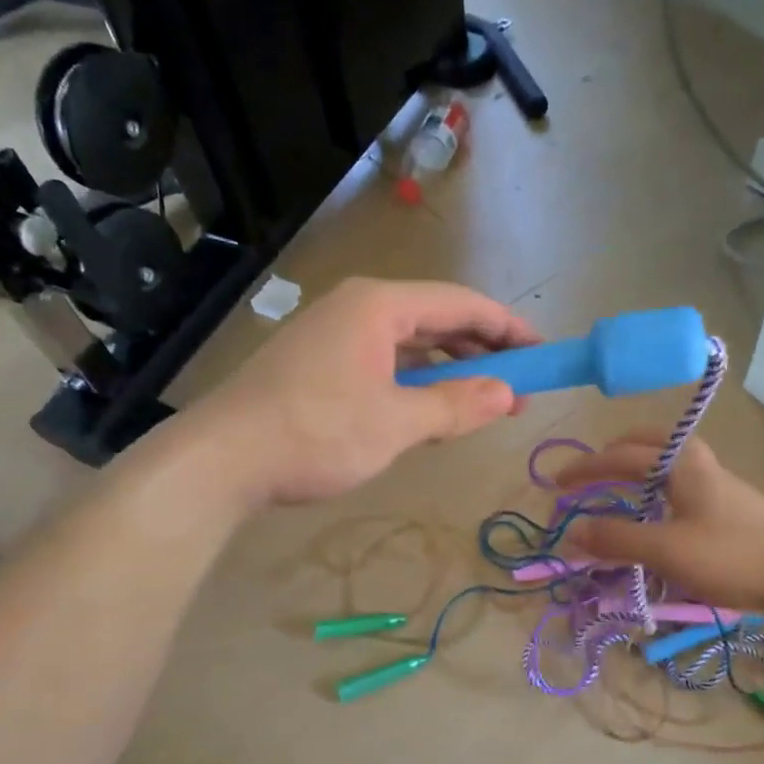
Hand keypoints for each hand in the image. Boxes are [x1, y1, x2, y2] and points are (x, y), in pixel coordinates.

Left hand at [190, 277, 538, 506]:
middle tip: (518, 385)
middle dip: (481, 350)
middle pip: (436, 318)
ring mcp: (333, 334)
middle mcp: (357, 307)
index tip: (542, 353)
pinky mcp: (317, 363)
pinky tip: (428, 408)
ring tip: (482, 400)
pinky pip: (384, 362)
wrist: (222, 460)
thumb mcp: (396, 422)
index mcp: (379, 306)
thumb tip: (508, 395)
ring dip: (449, 368)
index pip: (461, 303)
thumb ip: (456, 405)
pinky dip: (415, 381)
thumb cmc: (316, 434)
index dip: (508, 327)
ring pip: (409, 343)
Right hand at [555, 429, 763, 611]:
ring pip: (662, 466)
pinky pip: (675, 487)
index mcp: (678, 462)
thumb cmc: (730, 554)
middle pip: (644, 446)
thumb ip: (617, 540)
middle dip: (610, 456)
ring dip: (632, 474)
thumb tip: (572, 532)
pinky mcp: (725, 506)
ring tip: (611, 493)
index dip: (584, 469)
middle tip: (586, 474)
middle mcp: (695, 462)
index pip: (618, 455)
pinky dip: (651, 493)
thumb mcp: (666, 549)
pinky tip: (651, 516)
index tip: (555, 485)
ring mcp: (714, 482)